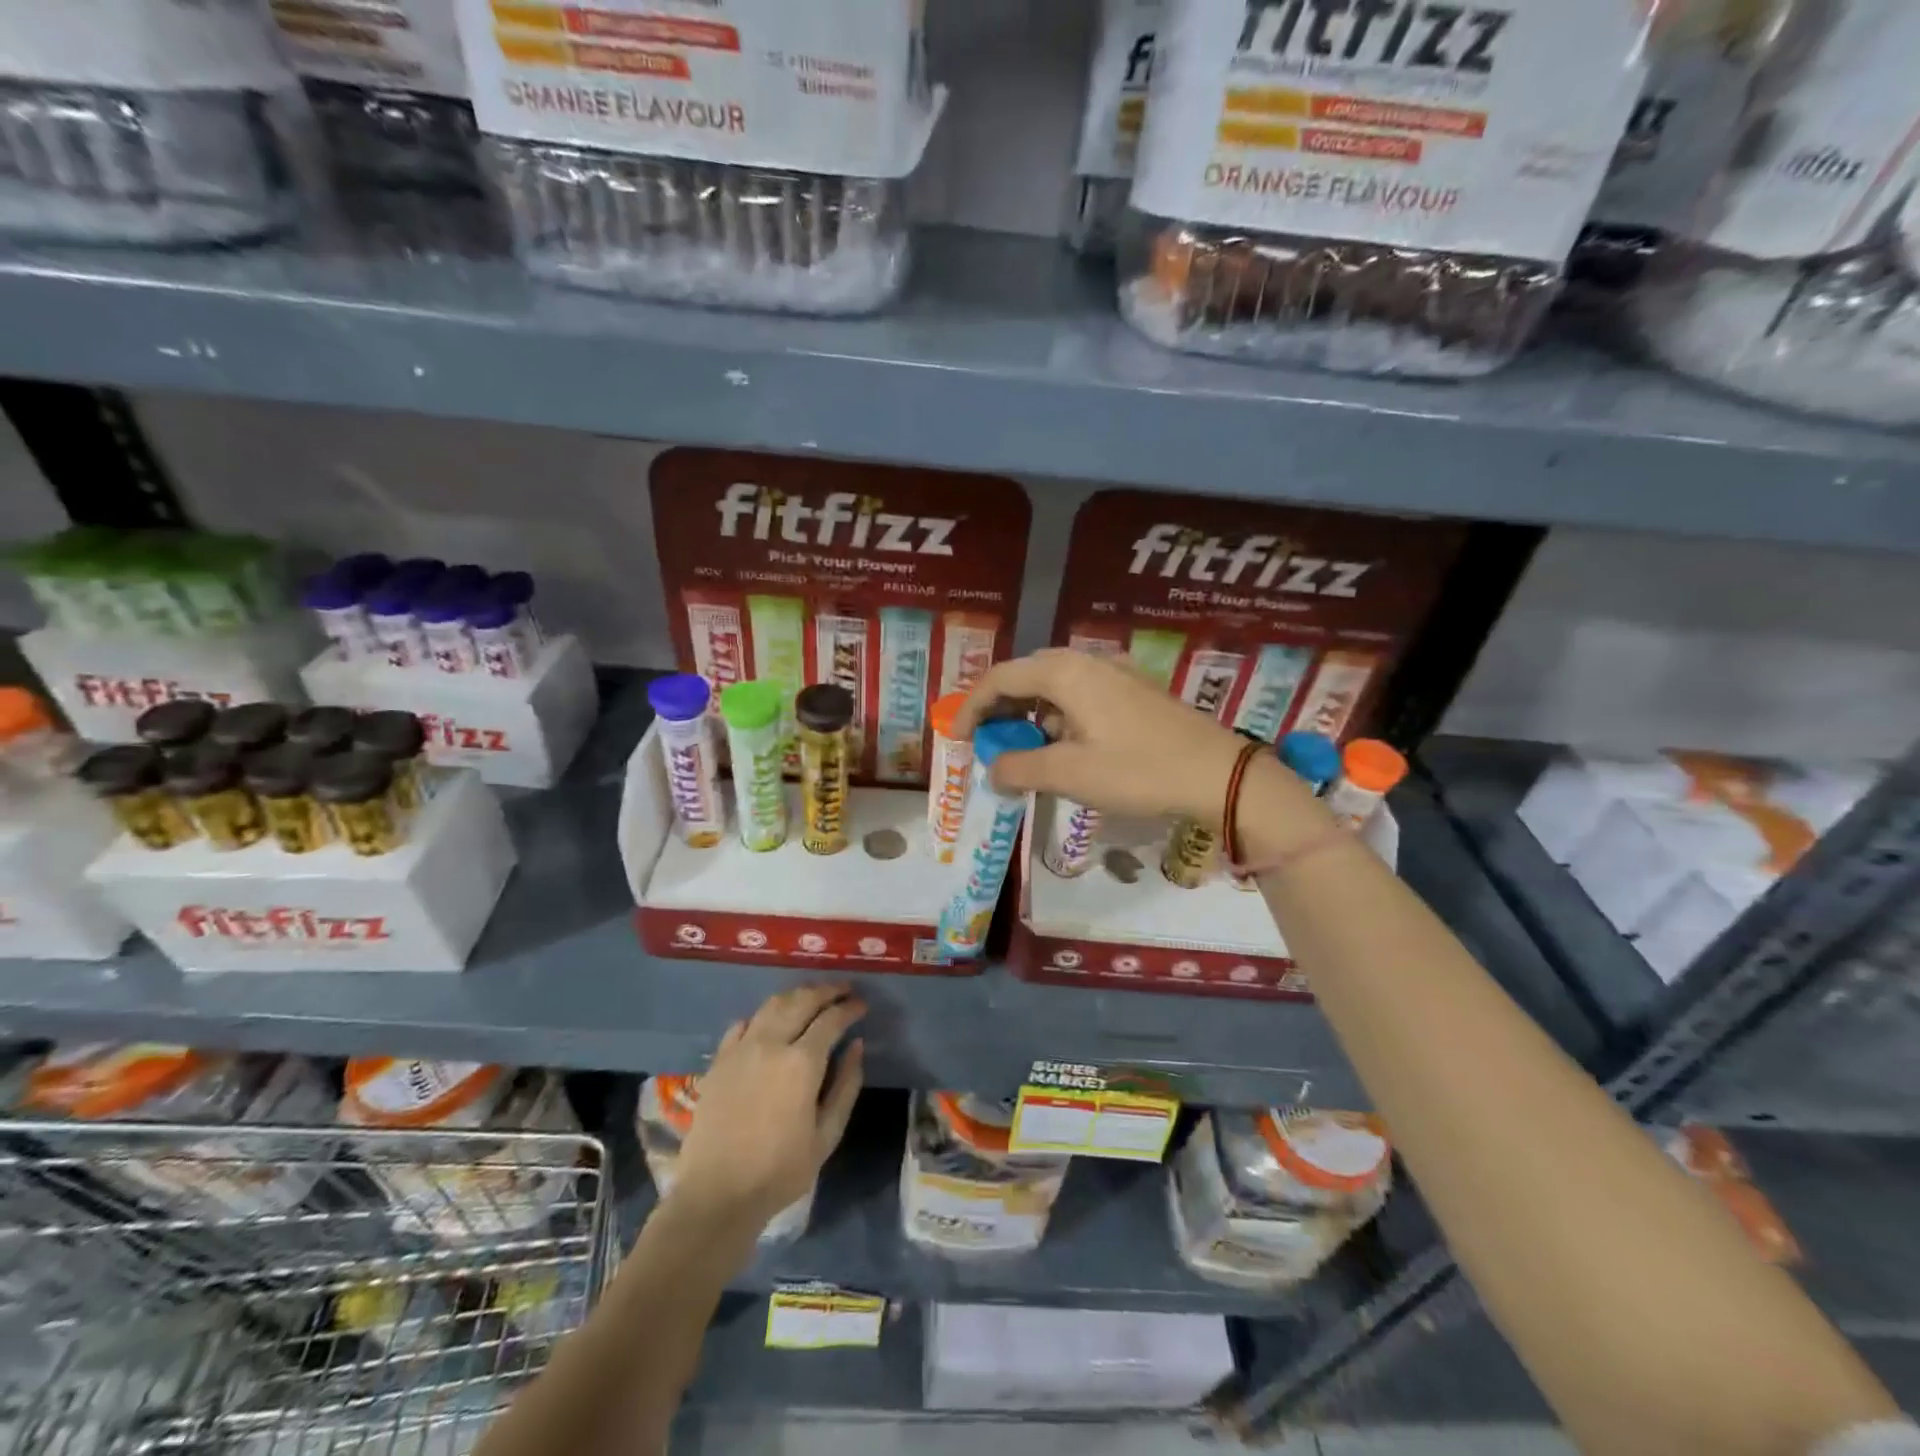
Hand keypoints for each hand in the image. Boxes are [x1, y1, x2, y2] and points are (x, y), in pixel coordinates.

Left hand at [671, 984, 865, 1228]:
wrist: (716, 1194)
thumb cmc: (779, 1170)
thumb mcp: (827, 1135)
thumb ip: (846, 1086)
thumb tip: (856, 1046)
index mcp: (802, 1062)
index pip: (832, 1019)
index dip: (850, 1008)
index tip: (862, 1004)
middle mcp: (771, 1043)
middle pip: (802, 1000)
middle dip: (827, 991)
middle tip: (843, 990)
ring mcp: (741, 1048)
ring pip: (772, 1005)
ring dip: (796, 995)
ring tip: (812, 997)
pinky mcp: (719, 1060)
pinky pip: (743, 1024)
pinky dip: (763, 1015)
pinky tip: (771, 1022)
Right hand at [954, 649, 1252, 826]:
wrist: (1219, 775)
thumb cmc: (1138, 771)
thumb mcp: (1070, 774)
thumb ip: (1020, 767)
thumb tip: (991, 768)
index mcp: (1067, 673)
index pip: (1001, 678)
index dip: (971, 707)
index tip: (955, 739)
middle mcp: (1089, 662)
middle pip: (1027, 675)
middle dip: (999, 707)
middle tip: (985, 741)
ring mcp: (1116, 673)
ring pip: (1056, 685)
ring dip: (1030, 713)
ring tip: (1022, 748)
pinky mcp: (1136, 691)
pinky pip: (1081, 694)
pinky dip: (1059, 716)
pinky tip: (1065, 745)